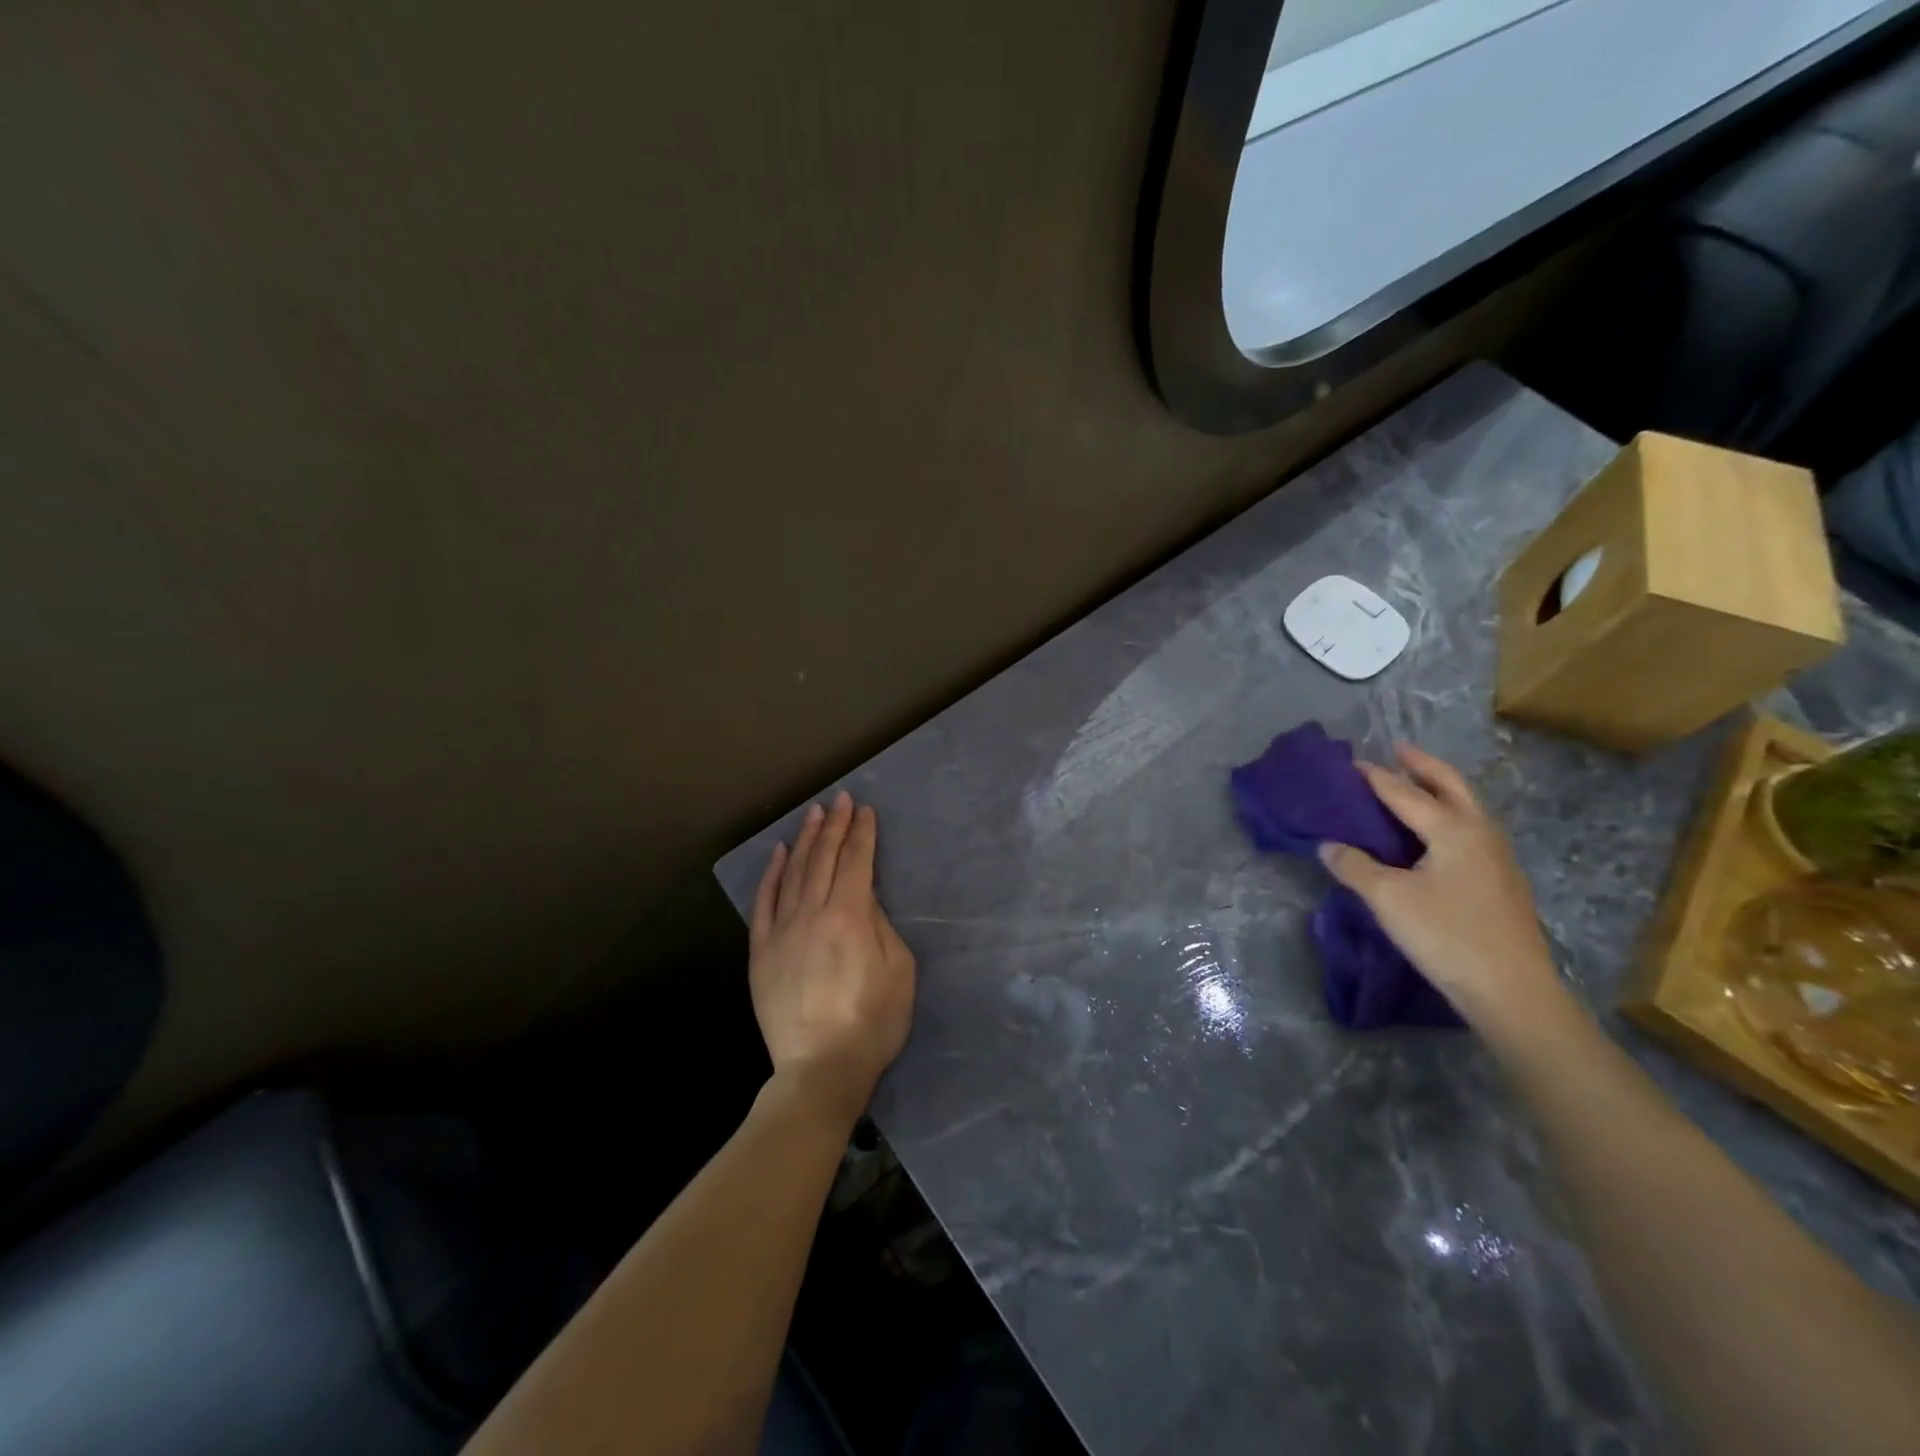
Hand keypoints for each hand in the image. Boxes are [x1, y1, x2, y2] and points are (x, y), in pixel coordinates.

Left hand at [750, 792, 915, 1127]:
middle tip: (841, 800)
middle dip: (835, 826)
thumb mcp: (899, 970)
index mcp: (850, 916)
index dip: (862, 833)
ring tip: (814, 815)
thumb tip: (865, 900)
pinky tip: (780, 854)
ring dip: (806, 840)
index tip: (865, 810)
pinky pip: (764, 902)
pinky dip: (772, 874)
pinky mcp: (761, 951)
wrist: (821, 1068)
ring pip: (793, 873)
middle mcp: (812, 913)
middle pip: (824, 859)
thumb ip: (881, 926)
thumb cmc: (872, 1022)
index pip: (856, 862)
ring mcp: (782, 931)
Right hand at [1318, 744, 1567, 1036]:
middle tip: (1398, 749)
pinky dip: (1450, 815)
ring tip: (1415, 785)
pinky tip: (1436, 834)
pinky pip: (1472, 830)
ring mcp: (1498, 858)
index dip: (1375, 777)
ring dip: (1440, 789)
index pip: (1405, 793)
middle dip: (1423, 766)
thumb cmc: (1446, 936)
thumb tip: (1328, 846)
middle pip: (1452, 786)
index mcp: (1453, 830)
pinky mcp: (1503, 882)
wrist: (1512, 991)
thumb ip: (1354, 866)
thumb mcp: (1388, 899)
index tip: (1350, 763)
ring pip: (1468, 807)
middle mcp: (1481, 833)